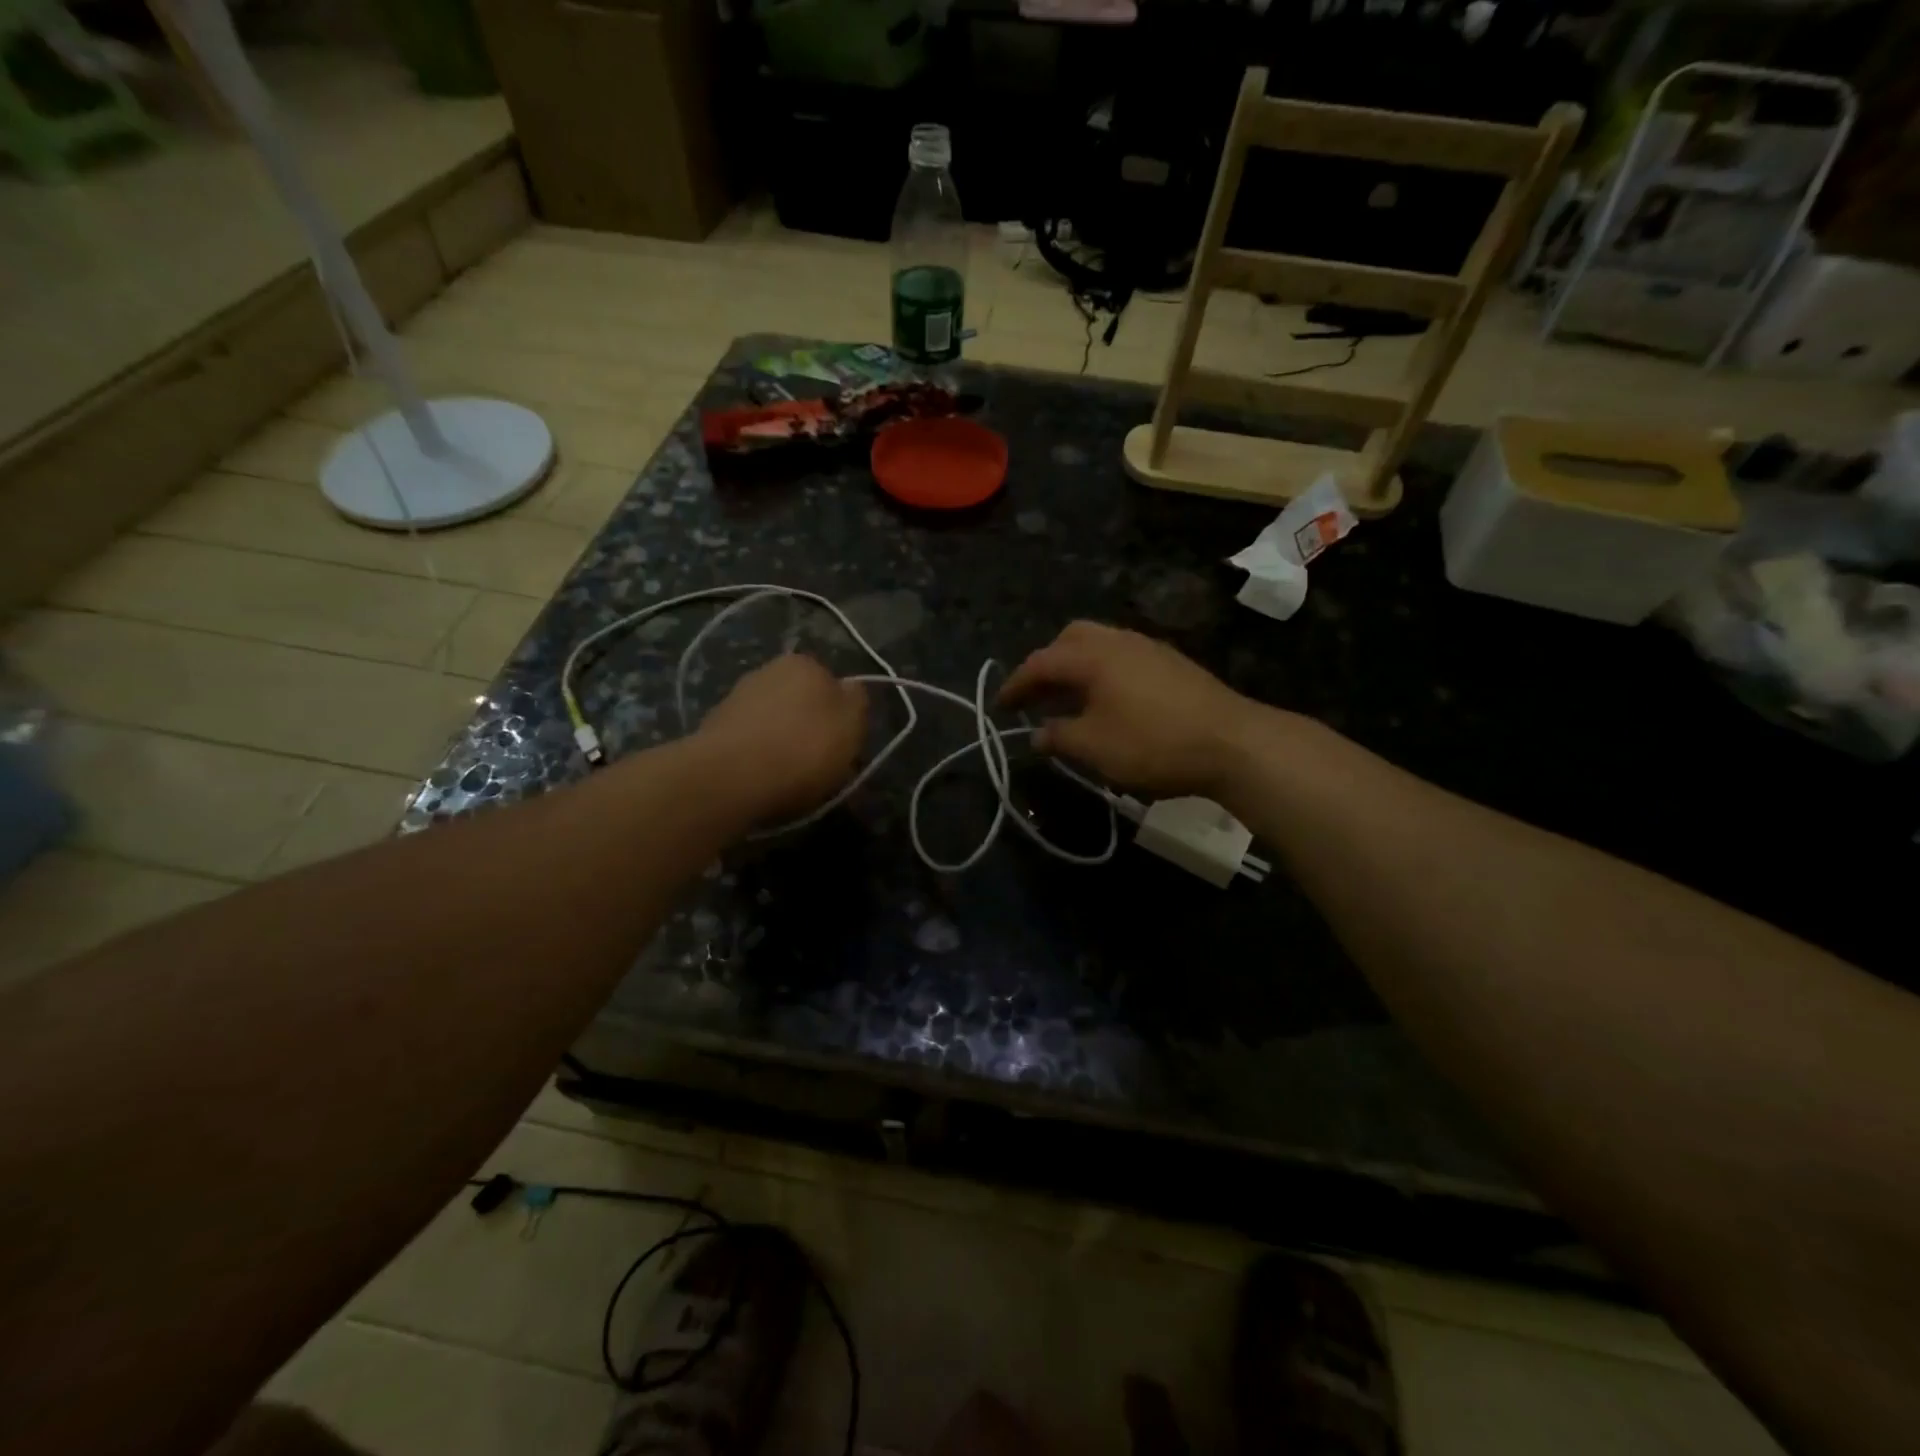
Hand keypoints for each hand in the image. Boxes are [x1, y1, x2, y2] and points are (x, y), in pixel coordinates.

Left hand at [696, 654, 868, 819]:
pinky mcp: (712, 727)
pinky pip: (749, 741)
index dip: (840, 716)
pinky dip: (757, 756)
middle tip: (818, 763)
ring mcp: (736, 697)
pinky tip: (761, 780)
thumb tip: (850, 689)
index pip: (833, 685)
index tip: (843, 744)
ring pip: (773, 721)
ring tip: (788, 778)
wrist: (730, 777)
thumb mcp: (852, 726)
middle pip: (800, 702)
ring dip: (781, 742)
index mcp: (804, 663)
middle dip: (808, 727)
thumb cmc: (803, 749)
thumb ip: (857, 701)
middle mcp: (767, 670)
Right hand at [998, 621, 1264, 797]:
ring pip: (1100, 644)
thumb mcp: (1095, 747)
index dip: (1016, 684)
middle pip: (1071, 639)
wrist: (1233, 742)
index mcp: (1093, 656)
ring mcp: (1149, 648)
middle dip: (1047, 664)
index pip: (1041, 663)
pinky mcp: (1172, 663)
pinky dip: (1102, 673)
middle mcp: (1118, 641)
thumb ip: (1059, 737)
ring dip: (1076, 668)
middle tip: (1037, 696)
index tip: (1000, 707)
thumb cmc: (1153, 743)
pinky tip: (1109, 703)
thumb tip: (1037, 733)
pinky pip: (1122, 657)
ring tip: (1069, 701)